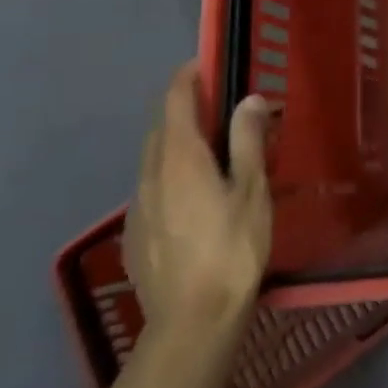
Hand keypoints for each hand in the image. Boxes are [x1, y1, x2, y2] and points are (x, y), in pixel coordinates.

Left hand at [124, 63, 271, 339]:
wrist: (192, 323)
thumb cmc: (231, 247)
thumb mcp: (251, 189)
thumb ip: (247, 140)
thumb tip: (249, 99)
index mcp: (180, 155)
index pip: (175, 98)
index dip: (188, 75)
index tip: (208, 64)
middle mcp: (150, 172)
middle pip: (161, 126)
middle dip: (185, 108)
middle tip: (220, 107)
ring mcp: (138, 205)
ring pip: (154, 158)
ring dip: (178, 143)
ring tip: (211, 152)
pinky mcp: (136, 234)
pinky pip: (152, 187)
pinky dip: (171, 174)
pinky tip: (195, 198)